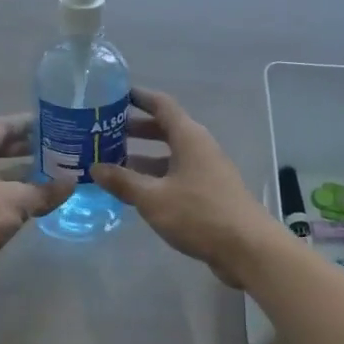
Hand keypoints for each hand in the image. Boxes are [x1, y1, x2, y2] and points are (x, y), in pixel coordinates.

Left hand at [0, 115, 74, 302]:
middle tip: (60, 149)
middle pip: (1, 150)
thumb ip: (45, 191)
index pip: (3, 126)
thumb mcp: (15, 200)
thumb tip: (73, 182)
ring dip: (25, 175)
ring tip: (56, 175)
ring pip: (1, 176)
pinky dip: (18, 197)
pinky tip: (38, 203)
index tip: (53, 121)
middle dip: (29, 149)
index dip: (27, 122)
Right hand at [93, 88, 277, 289]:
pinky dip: (154, 177)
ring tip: (110, 162)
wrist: (248, 248)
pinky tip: (134, 191)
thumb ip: (123, 182)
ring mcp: (205, 170)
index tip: (112, 95)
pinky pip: (175, 175)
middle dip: (134, 129)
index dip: (138, 97)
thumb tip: (95, 167)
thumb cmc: (199, 214)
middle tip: (103, 133)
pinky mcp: (208, 192)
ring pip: (168, 155)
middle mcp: (198, 147)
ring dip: (142, 156)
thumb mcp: (153, 198)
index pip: (161, 104)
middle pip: (163, 129)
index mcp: (188, 137)